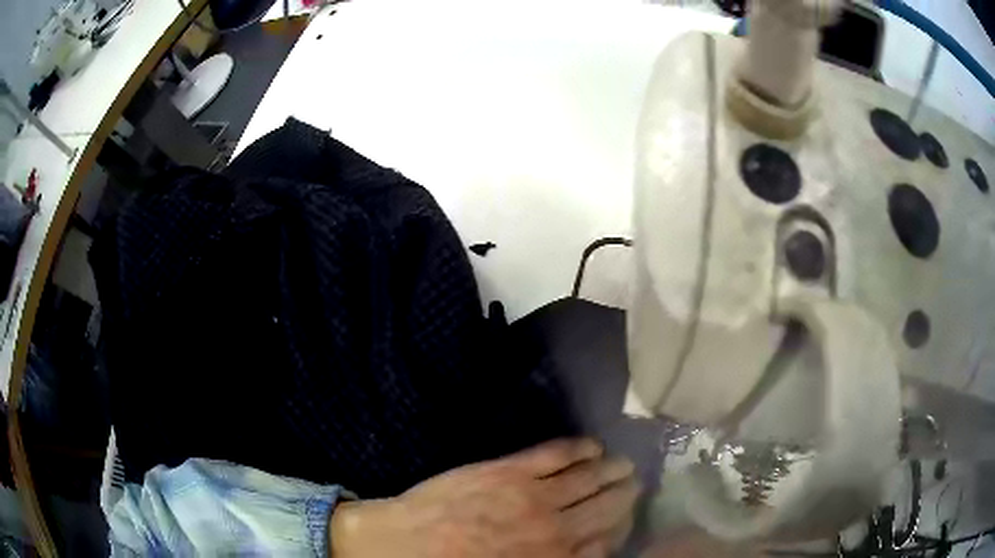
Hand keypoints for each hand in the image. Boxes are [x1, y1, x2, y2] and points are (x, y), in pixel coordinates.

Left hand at [330, 438, 638, 557]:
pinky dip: (580, 448)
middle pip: (606, 509)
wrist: (399, 547)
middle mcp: (556, 530)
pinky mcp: (510, 471)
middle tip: (636, 484)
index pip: (606, 544)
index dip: (620, 529)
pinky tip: (592, 445)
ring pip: (589, 479)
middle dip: (625, 495)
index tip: (625, 520)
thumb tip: (585, 552)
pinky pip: (557, 454)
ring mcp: (535, 497)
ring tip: (624, 463)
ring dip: (611, 470)